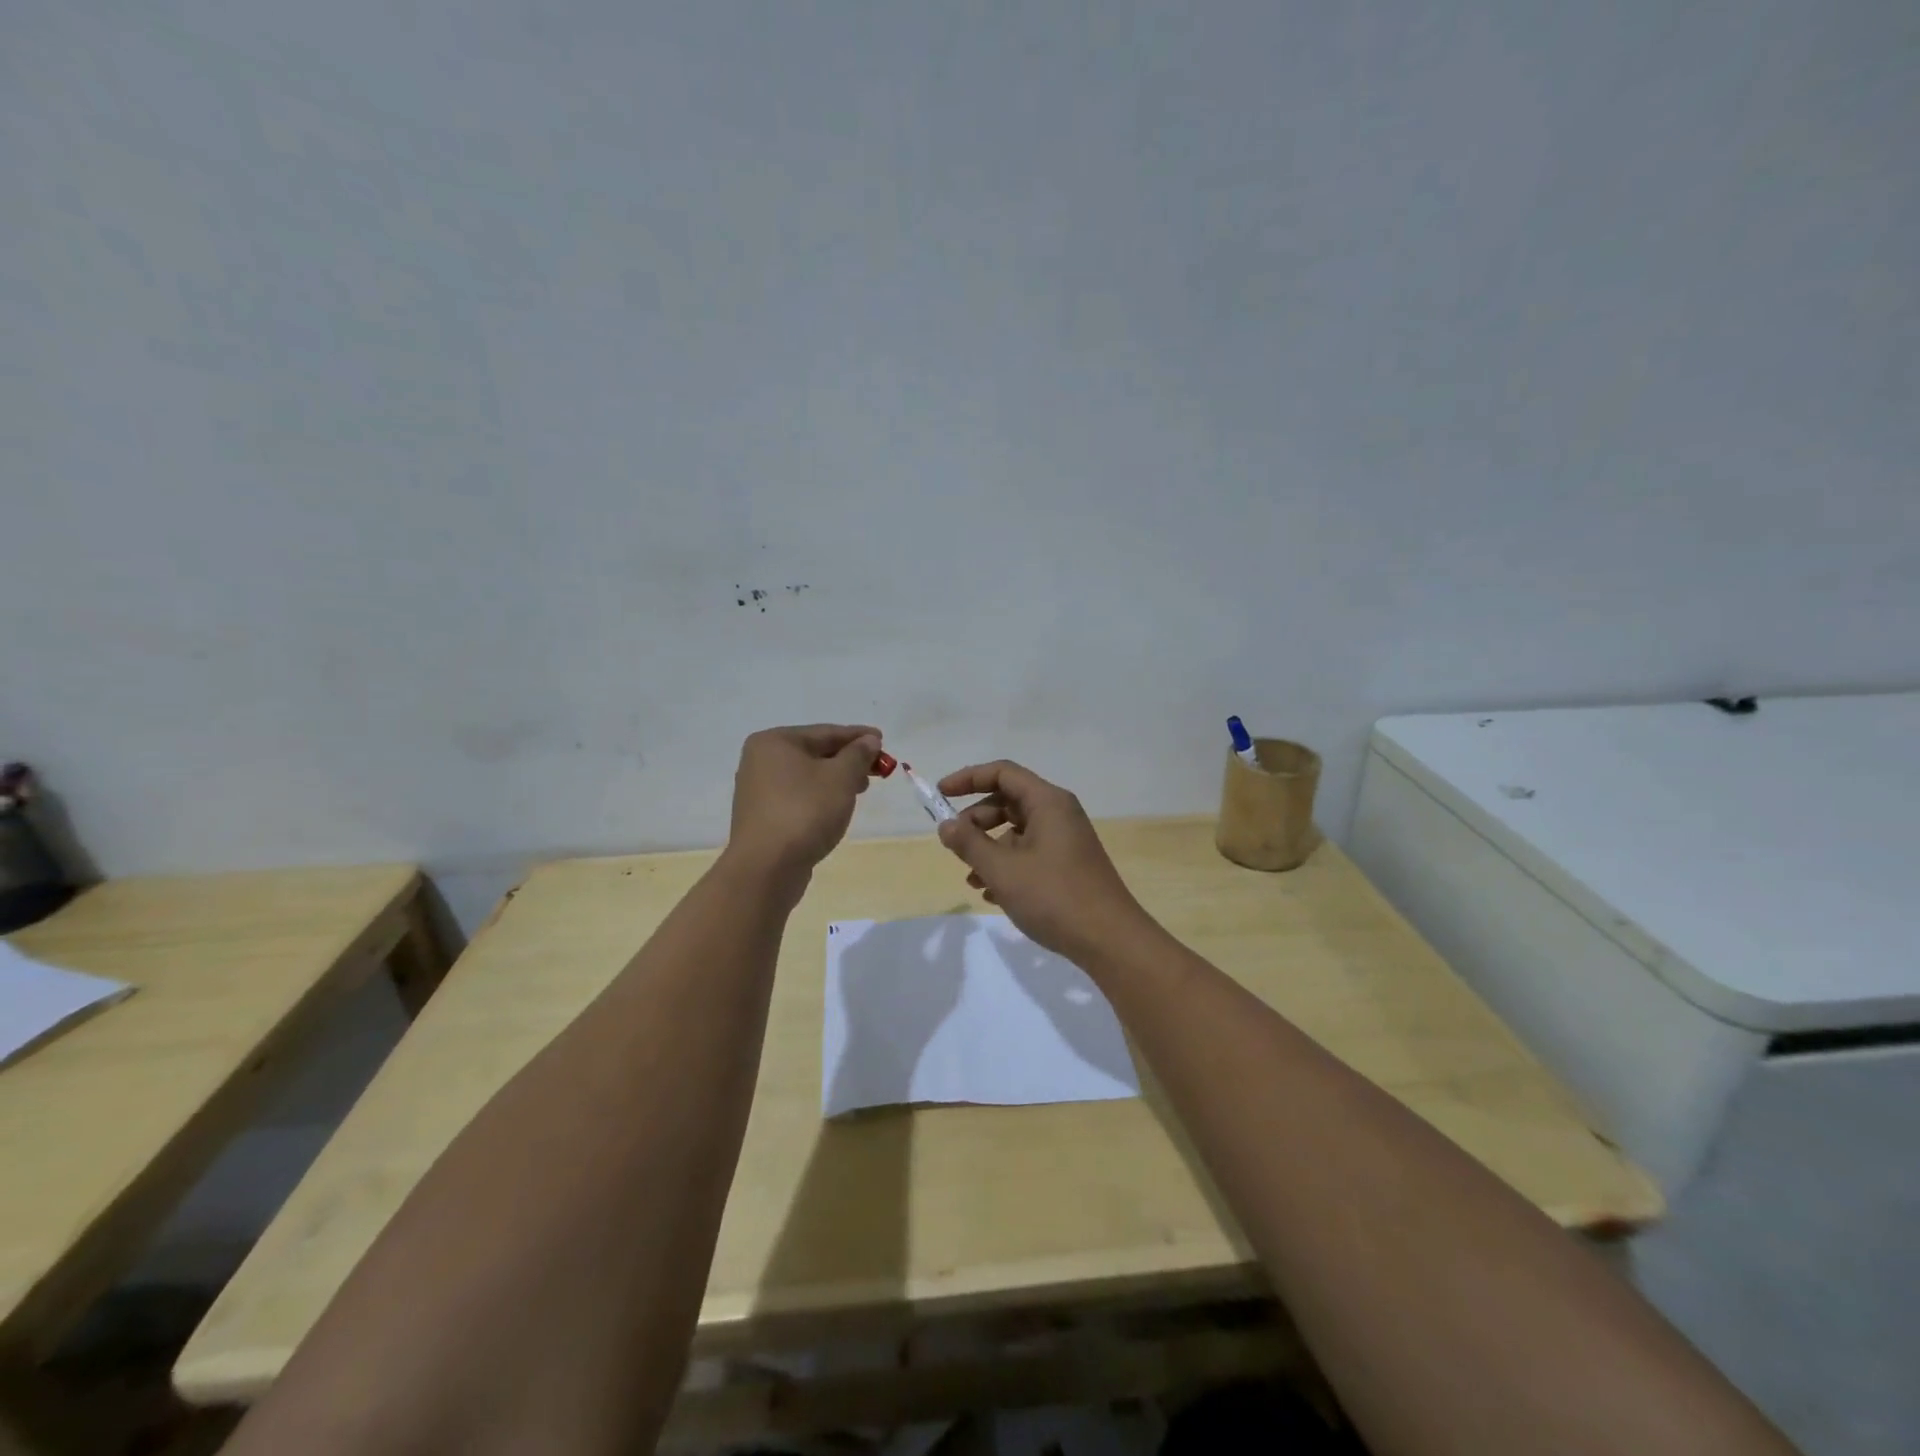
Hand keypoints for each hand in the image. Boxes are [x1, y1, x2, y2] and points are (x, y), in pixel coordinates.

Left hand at [727, 724, 880, 877]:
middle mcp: (760, 760)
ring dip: (835, 780)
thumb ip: (858, 754)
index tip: (882, 740)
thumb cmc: (805, 811)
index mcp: (775, 742)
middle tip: (876, 770)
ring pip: (806, 776)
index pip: (825, 732)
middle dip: (847, 760)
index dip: (857, 736)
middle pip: (814, 753)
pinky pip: (797, 797)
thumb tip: (869, 740)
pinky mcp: (762, 816)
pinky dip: (819, 797)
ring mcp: (758, 790)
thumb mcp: (841, 777)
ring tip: (859, 791)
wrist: (767, 867)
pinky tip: (835, 809)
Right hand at [935, 760, 1152, 961]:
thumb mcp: (1002, 870)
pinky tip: (991, 894)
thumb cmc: (1054, 897)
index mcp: (1047, 802)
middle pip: (1008, 801)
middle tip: (954, 844)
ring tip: (971, 878)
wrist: (1110, 940)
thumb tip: (946, 825)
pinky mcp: (1067, 865)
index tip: (940, 795)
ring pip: (1016, 831)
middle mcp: (1058, 813)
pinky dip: (1006, 866)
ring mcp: (1065, 840)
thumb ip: (969, 844)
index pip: (1002, 773)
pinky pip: (1029, 853)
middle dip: (976, 820)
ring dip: (988, 849)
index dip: (967, 778)